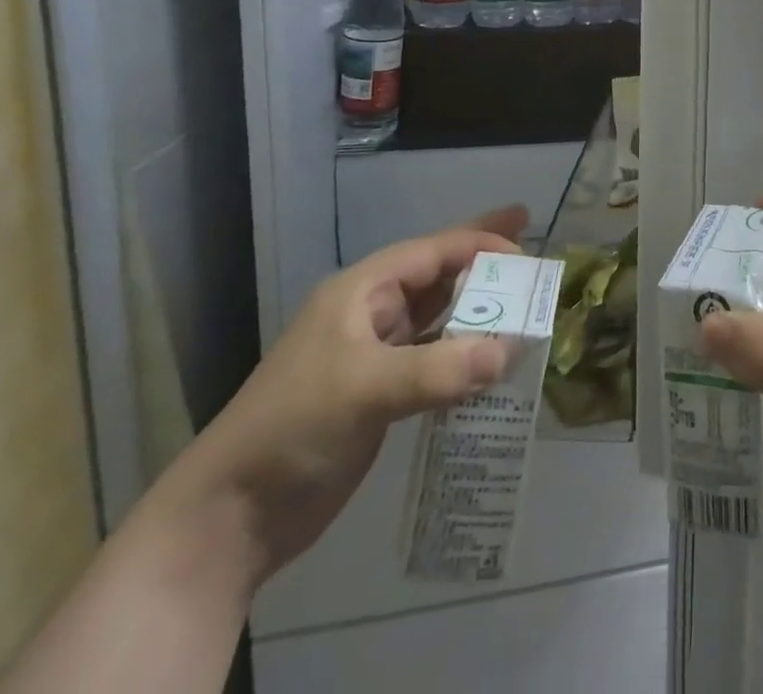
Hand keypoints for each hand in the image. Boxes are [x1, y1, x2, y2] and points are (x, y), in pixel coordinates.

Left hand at [166, 206, 527, 581]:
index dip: (481, 242)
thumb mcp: (365, 390)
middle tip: (533, 252)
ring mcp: (375, 356)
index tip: (527, 250)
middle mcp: (371, 315)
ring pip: (441, 318)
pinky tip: (498, 363)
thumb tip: (511, 351)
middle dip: (486, 264)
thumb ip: (441, 368)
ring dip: (481, 312)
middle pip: (440, 276)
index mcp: (360, 292)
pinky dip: (468, 356)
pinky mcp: (381, 395)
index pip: (433, 251)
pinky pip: (438, 360)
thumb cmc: (291, 430)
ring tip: (526, 305)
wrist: (228, 520)